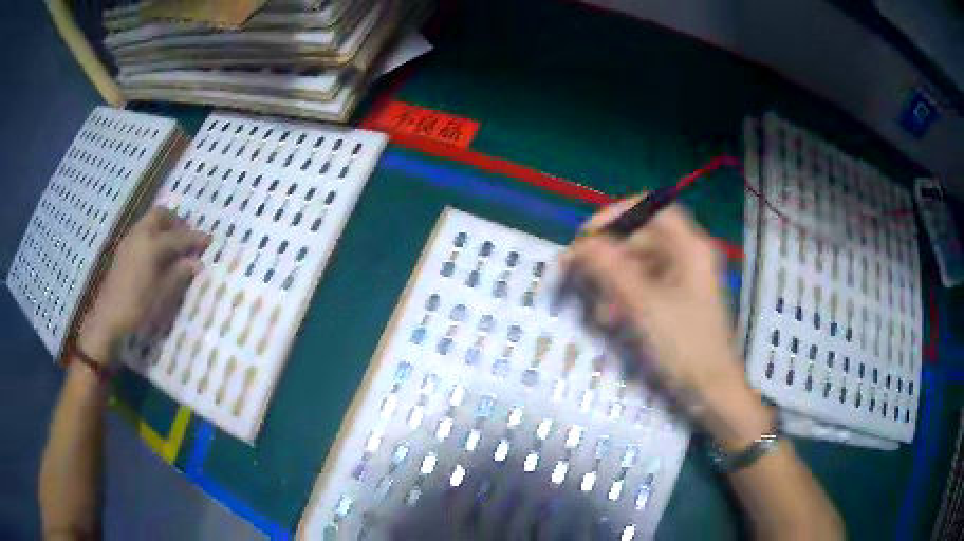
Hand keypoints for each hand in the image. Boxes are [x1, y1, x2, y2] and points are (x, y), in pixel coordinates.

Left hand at [77, 207, 209, 364]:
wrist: (108, 317)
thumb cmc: (137, 307)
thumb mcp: (161, 294)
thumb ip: (179, 275)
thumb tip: (197, 263)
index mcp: (152, 244)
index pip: (178, 237)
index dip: (195, 238)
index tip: (209, 240)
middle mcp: (140, 234)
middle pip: (161, 215)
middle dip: (176, 222)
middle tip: (187, 236)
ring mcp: (129, 240)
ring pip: (149, 221)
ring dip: (164, 226)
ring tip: (173, 244)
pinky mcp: (123, 249)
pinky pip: (142, 230)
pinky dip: (153, 233)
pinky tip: (156, 252)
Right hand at [562, 195, 770, 449]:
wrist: (711, 392)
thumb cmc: (684, 345)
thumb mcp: (643, 306)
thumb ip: (611, 269)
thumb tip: (581, 243)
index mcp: (691, 248)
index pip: (652, 209)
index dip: (617, 214)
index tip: (587, 234)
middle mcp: (688, 257)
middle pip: (643, 239)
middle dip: (609, 256)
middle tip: (578, 272)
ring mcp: (683, 281)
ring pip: (640, 266)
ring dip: (614, 282)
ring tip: (597, 308)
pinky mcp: (677, 303)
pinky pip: (645, 288)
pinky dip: (625, 298)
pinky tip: (610, 319)